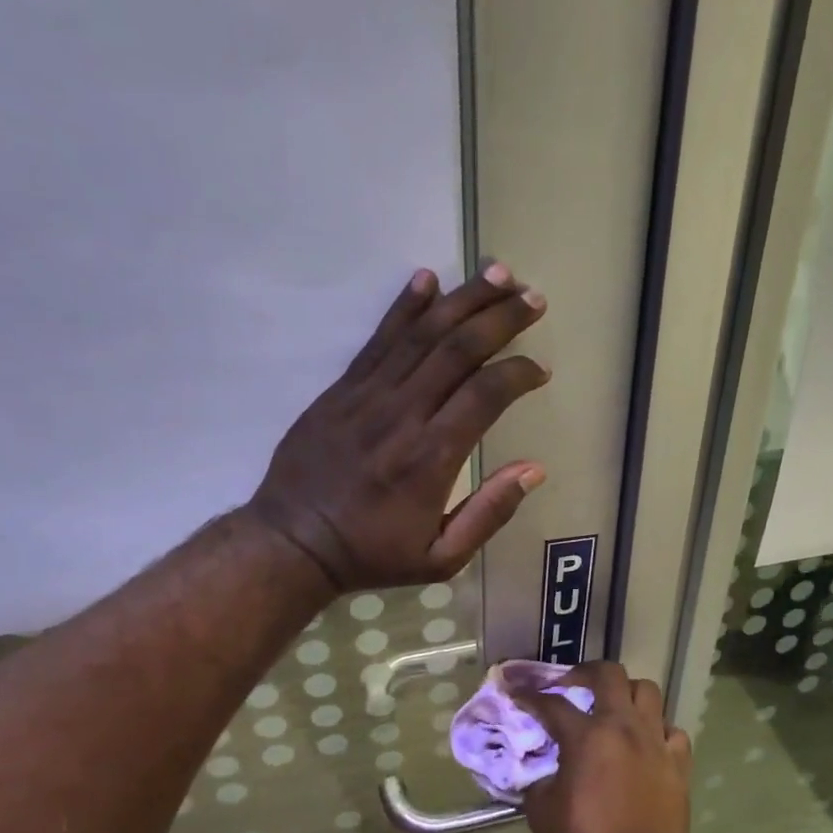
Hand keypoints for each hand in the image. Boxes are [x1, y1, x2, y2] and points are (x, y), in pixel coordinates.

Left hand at [247, 264, 549, 593]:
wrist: (292, 542)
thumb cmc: (372, 553)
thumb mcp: (441, 558)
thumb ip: (489, 514)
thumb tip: (534, 469)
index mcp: (432, 458)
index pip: (485, 394)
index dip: (518, 372)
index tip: (539, 369)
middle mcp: (403, 415)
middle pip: (458, 349)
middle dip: (500, 318)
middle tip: (532, 298)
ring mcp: (367, 396)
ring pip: (421, 334)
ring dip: (462, 300)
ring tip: (497, 273)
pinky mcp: (342, 389)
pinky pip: (377, 339)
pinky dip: (404, 306)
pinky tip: (426, 279)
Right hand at [516, 662, 693, 832]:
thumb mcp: (542, 811)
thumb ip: (539, 777)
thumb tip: (541, 767)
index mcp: (588, 737)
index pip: (552, 703)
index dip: (529, 695)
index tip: (516, 692)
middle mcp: (625, 728)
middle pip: (610, 675)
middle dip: (585, 673)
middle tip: (571, 686)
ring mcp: (656, 743)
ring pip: (648, 692)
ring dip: (626, 694)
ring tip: (612, 709)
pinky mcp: (679, 765)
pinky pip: (671, 730)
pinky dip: (656, 729)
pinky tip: (644, 744)